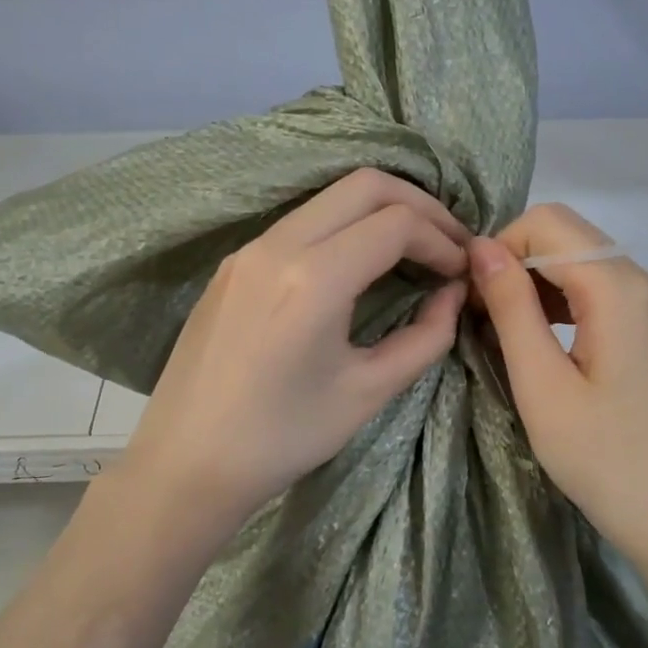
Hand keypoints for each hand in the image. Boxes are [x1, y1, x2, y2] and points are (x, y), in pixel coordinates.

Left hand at [121, 168, 469, 533]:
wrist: (187, 462)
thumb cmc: (283, 437)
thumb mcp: (368, 392)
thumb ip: (425, 337)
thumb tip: (453, 295)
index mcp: (314, 277)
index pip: (397, 223)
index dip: (442, 240)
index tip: (461, 273)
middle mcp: (277, 245)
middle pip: (364, 185)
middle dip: (418, 205)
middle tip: (448, 244)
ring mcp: (248, 249)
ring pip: (328, 197)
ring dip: (378, 212)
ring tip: (412, 250)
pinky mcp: (232, 264)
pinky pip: (299, 223)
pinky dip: (342, 228)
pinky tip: (358, 265)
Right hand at [470, 204, 647, 561]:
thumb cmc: (604, 458)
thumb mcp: (542, 384)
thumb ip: (511, 307)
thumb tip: (481, 247)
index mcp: (619, 288)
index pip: (546, 223)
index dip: (499, 249)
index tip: (473, 301)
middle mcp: (646, 282)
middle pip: (568, 235)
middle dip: (516, 263)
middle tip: (483, 318)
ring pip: (584, 262)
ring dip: (537, 284)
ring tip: (506, 334)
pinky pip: (603, 292)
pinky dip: (564, 303)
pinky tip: (544, 344)